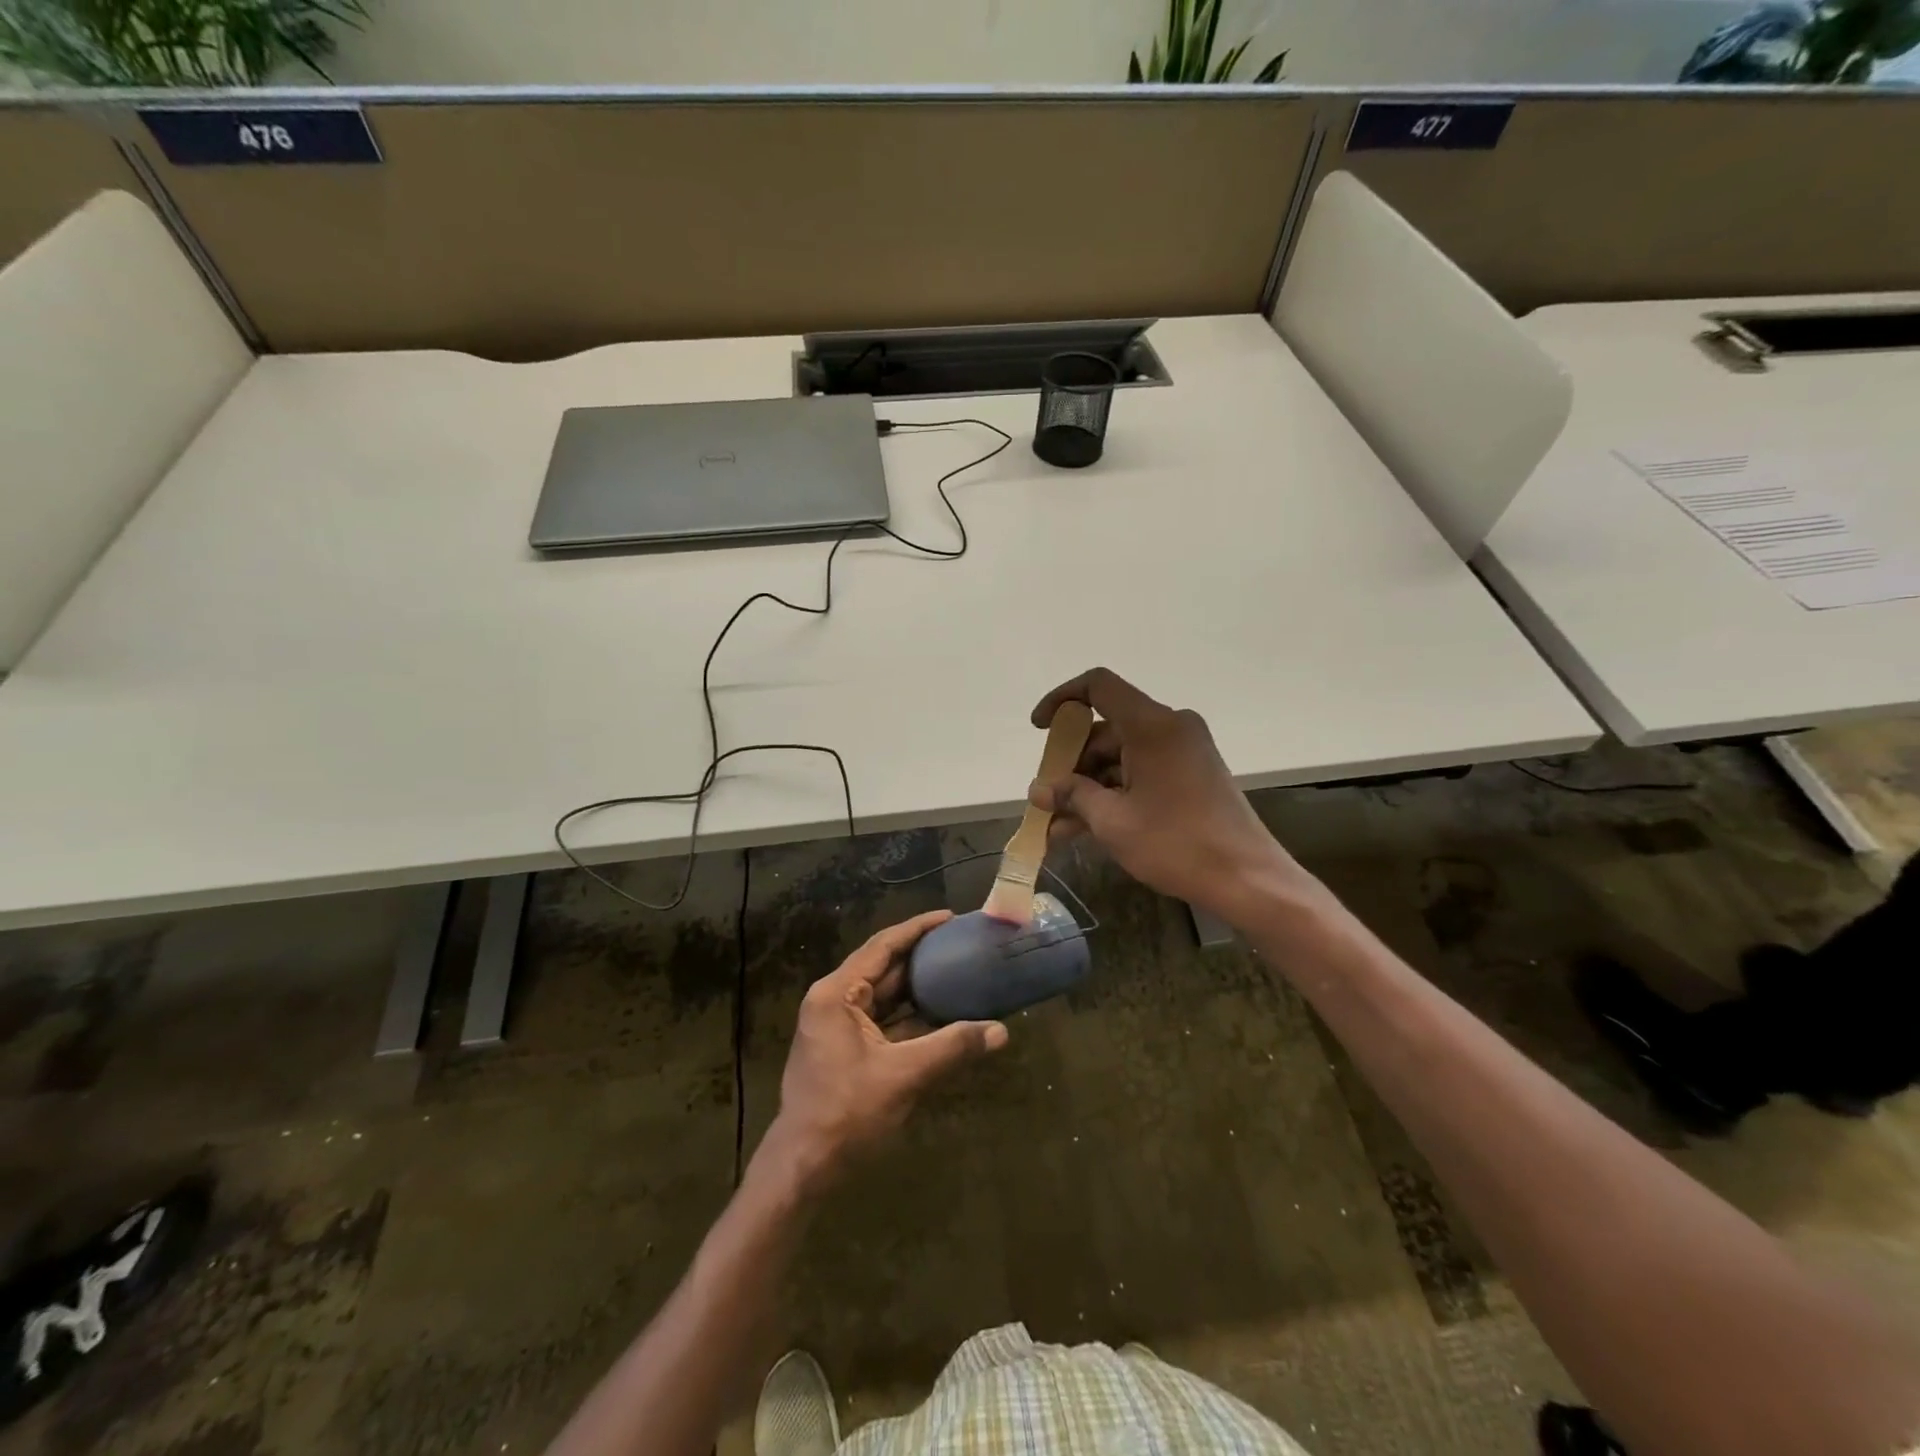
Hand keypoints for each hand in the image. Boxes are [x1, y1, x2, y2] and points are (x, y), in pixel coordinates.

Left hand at [760, 910, 1008, 1188]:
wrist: (804, 1168)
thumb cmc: (847, 1113)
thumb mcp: (904, 1076)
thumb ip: (952, 1047)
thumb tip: (1000, 1032)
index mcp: (837, 994)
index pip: (882, 947)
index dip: (917, 929)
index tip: (949, 917)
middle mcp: (834, 1001)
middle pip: (884, 969)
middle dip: (922, 957)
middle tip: (961, 943)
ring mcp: (839, 1026)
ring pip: (885, 997)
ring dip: (919, 989)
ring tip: (959, 972)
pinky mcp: (847, 1049)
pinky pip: (884, 1022)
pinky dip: (911, 1018)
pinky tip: (943, 1016)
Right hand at [1030, 668, 1309, 922]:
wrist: (1247, 880)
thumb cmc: (1176, 844)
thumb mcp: (1113, 821)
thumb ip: (1072, 797)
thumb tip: (1038, 790)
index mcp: (1152, 725)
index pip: (1098, 686)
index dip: (1062, 699)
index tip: (1040, 730)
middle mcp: (1170, 727)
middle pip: (1106, 729)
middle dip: (1071, 764)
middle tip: (1046, 799)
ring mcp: (1183, 751)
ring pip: (1120, 756)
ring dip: (1088, 788)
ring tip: (1057, 827)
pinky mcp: (1191, 775)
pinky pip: (1141, 772)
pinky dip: (1114, 794)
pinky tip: (1084, 829)